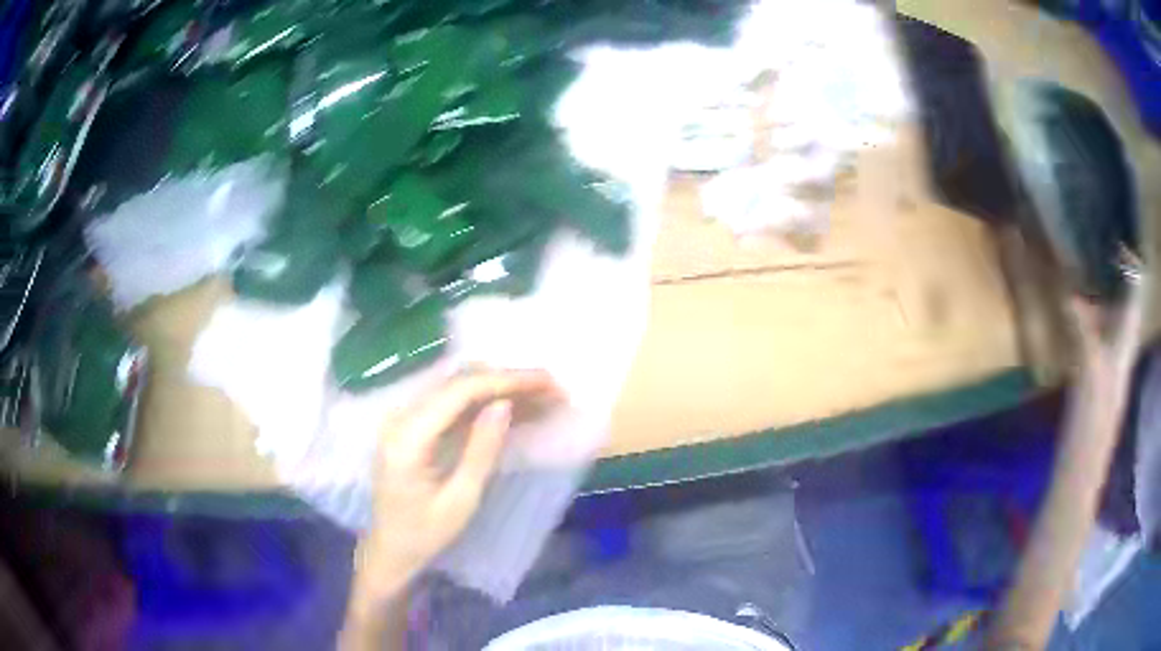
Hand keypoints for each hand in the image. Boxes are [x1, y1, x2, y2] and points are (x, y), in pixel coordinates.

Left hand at [352, 369, 559, 601]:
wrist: (390, 548)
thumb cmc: (425, 533)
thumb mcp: (461, 499)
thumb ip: (481, 450)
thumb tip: (505, 404)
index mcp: (408, 437)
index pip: (459, 392)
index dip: (506, 381)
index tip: (546, 382)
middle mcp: (400, 417)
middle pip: (458, 383)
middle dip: (507, 380)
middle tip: (551, 389)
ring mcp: (402, 418)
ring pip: (456, 388)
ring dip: (498, 387)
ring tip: (540, 396)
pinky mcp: (410, 425)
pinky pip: (450, 402)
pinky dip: (483, 401)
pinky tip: (513, 407)